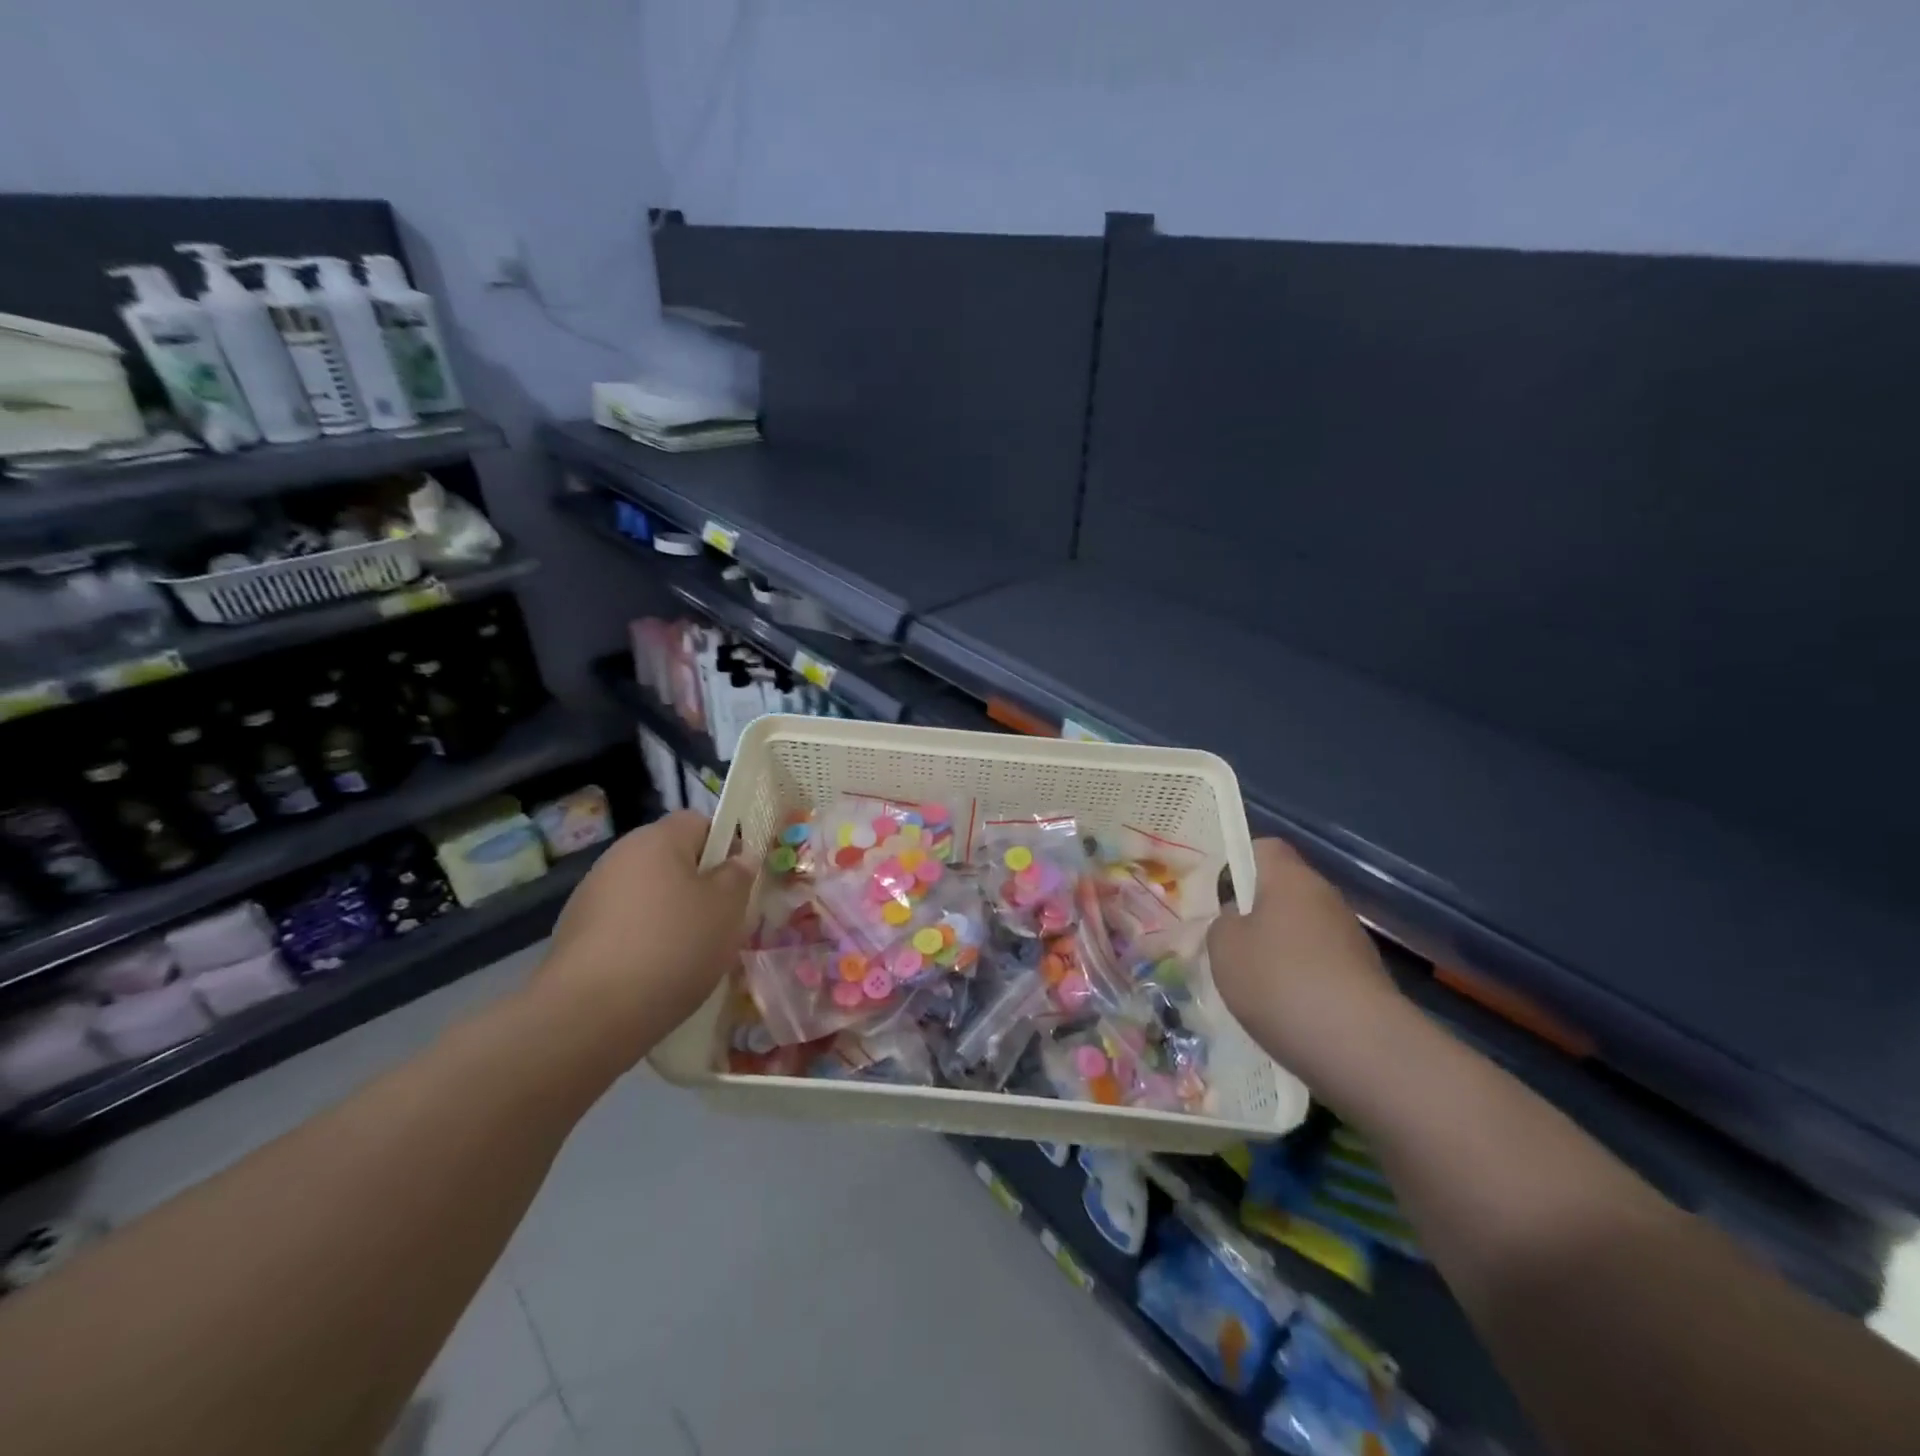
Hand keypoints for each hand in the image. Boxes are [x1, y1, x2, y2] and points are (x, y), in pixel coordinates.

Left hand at [530, 812, 753, 1071]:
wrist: (589, 1015)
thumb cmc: (672, 946)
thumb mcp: (726, 908)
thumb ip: (738, 876)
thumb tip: (739, 859)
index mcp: (657, 838)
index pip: (700, 822)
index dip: (726, 846)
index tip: (739, 882)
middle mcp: (619, 856)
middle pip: (672, 860)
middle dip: (699, 886)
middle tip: (722, 922)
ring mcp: (591, 896)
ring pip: (649, 895)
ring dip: (671, 916)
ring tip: (691, 956)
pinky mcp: (576, 935)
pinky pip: (626, 926)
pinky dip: (644, 942)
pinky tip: (656, 974)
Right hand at [1208, 838, 1401, 1083]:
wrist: (1361, 1048)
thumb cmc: (1279, 980)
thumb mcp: (1223, 947)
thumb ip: (1223, 923)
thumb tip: (1238, 920)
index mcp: (1290, 878)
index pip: (1264, 848)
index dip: (1238, 862)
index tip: (1219, 894)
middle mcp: (1326, 898)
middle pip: (1284, 891)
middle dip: (1255, 914)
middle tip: (1227, 943)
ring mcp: (1350, 938)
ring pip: (1301, 931)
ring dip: (1278, 950)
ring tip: (1252, 985)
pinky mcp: (1365, 977)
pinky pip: (1320, 965)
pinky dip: (1300, 981)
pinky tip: (1285, 1010)